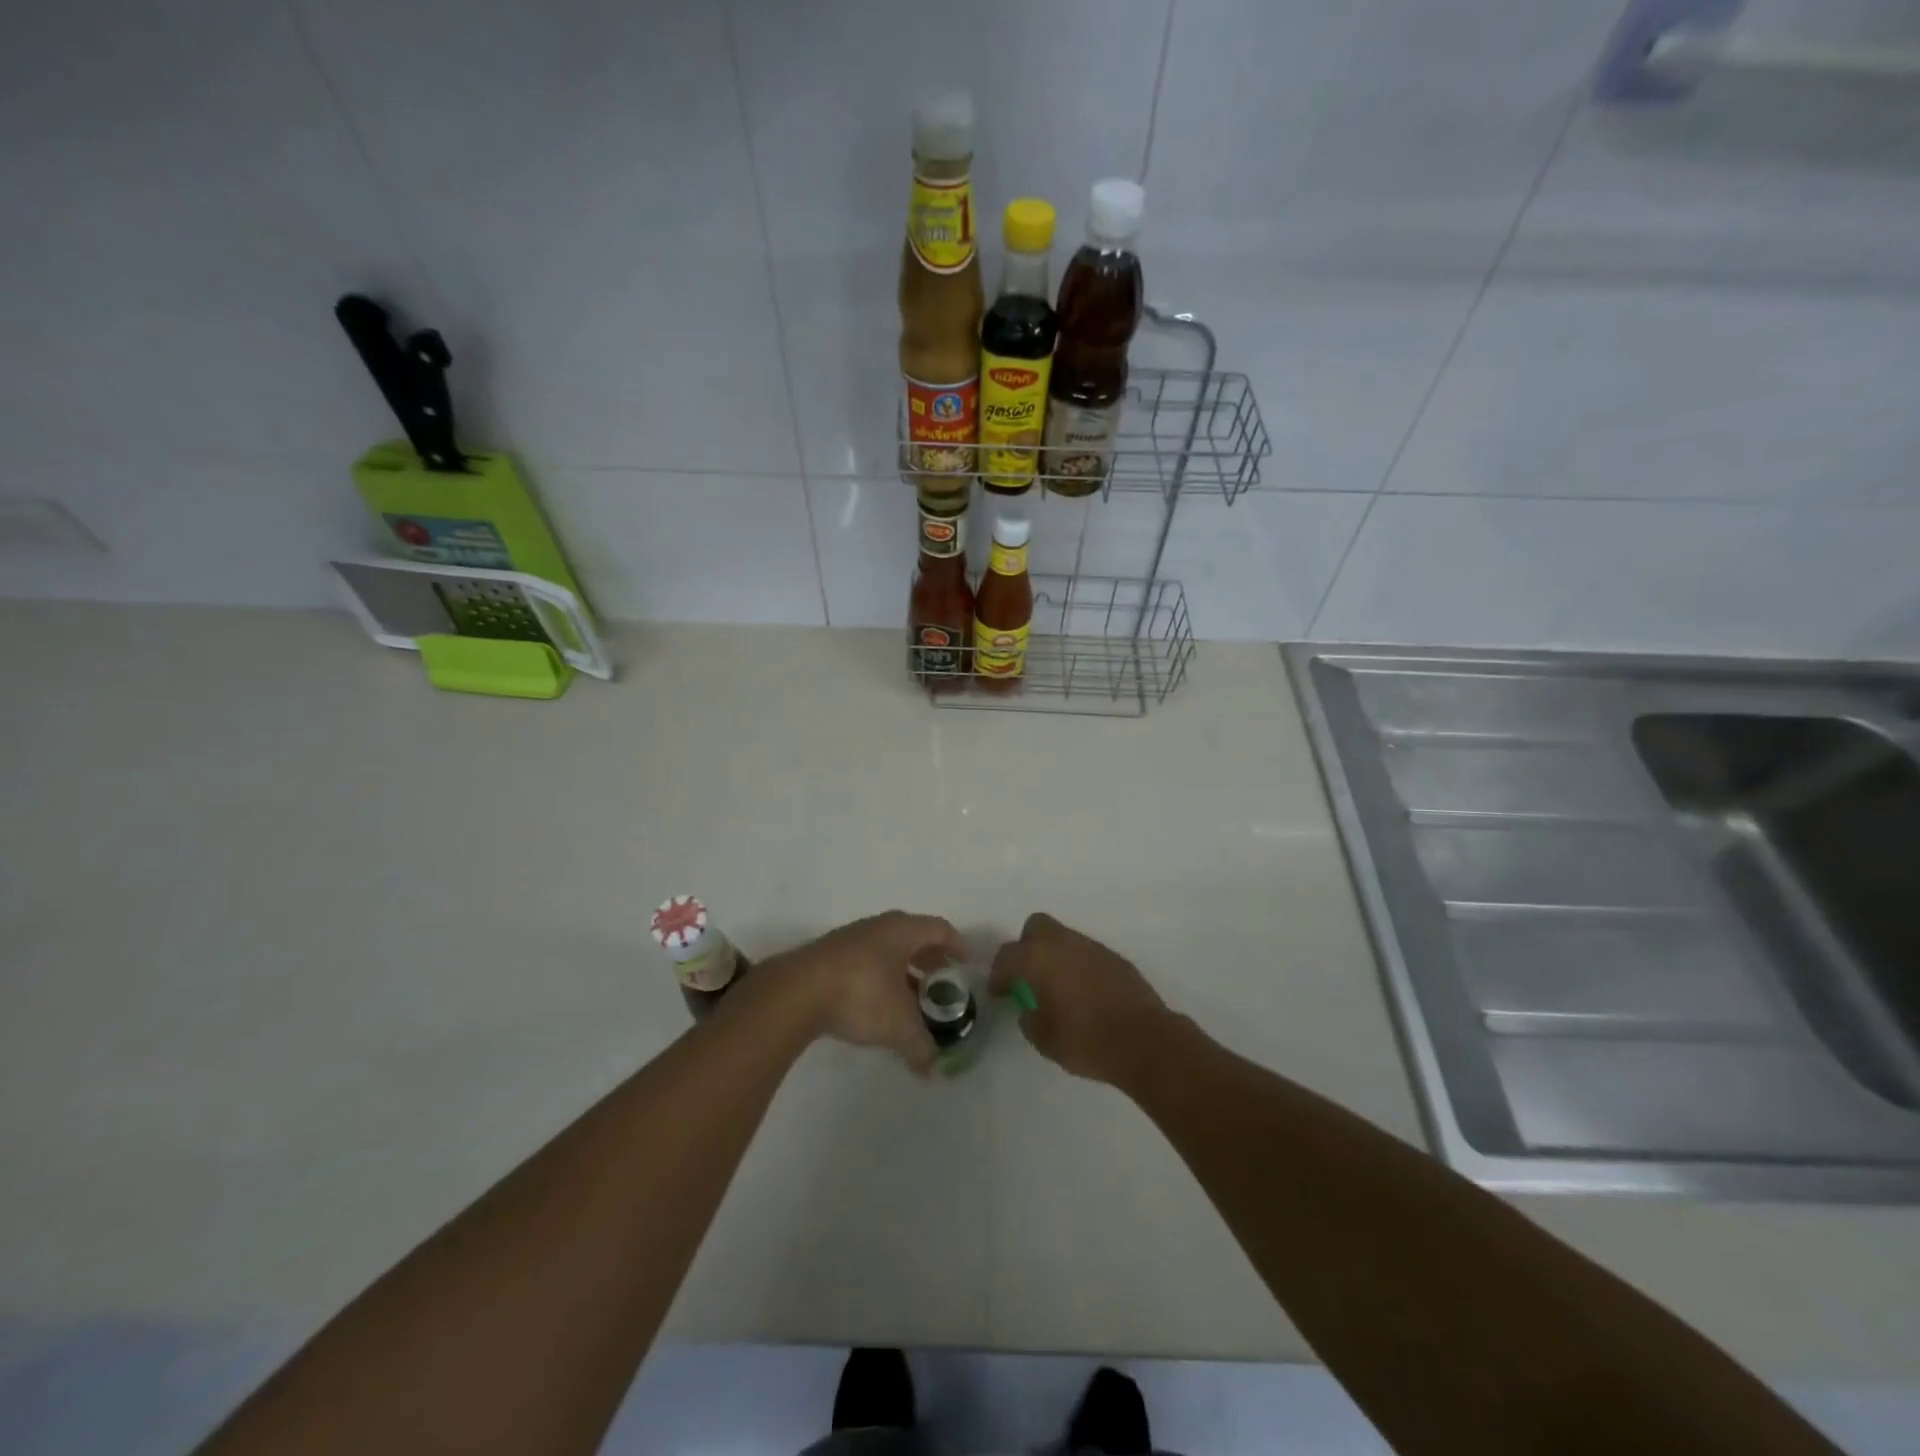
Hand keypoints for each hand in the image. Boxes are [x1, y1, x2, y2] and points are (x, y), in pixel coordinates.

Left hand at [785, 911, 965, 1074]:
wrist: (795, 992)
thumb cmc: (860, 994)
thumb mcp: (898, 1025)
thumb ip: (920, 1046)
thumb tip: (933, 1069)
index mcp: (902, 931)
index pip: (939, 929)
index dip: (957, 944)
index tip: (967, 962)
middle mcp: (878, 927)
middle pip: (912, 936)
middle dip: (930, 958)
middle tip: (942, 981)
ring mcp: (849, 939)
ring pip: (885, 948)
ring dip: (901, 969)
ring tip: (910, 997)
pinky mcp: (827, 956)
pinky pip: (864, 960)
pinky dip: (878, 977)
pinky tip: (876, 1003)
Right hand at [989, 913, 1170, 1084]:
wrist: (1144, 1040)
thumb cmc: (1086, 1040)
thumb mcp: (1044, 1039)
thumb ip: (1029, 1019)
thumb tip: (1030, 1010)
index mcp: (1038, 958)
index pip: (1007, 956)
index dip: (998, 975)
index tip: (999, 993)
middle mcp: (1063, 943)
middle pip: (1036, 928)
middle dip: (1027, 948)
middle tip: (1028, 977)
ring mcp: (1092, 947)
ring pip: (1063, 938)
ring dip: (1055, 956)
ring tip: (1057, 988)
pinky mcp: (1115, 957)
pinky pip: (1086, 953)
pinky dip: (1078, 966)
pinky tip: (1084, 993)